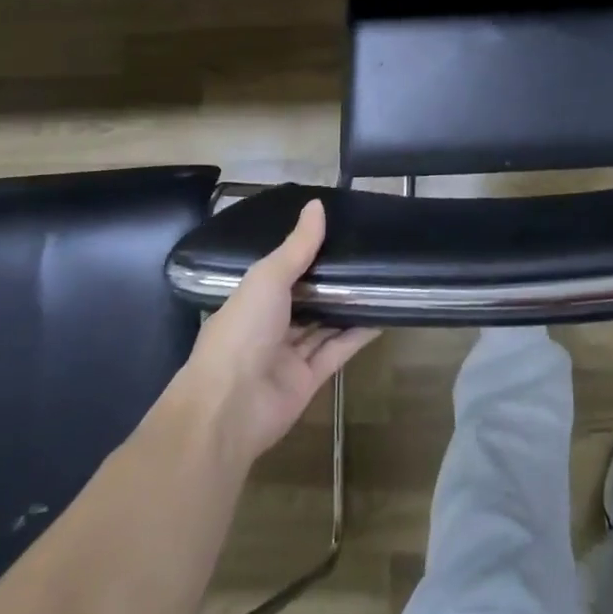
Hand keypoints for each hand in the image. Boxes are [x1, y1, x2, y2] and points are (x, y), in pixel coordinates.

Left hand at [159, 200, 377, 467]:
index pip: (283, 271)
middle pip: (307, 299)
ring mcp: (289, 355)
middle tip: (369, 253)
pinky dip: (358, 334)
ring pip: (324, 324)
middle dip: (333, 280)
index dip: (308, 253)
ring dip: (348, 305)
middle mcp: (270, 326)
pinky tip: (384, 313)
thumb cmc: (241, 332)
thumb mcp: (268, 278)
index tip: (339, 230)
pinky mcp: (310, 379)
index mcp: (252, 300)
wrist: (228, 409)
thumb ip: (297, 246)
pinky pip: (338, 350)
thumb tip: (317, 204)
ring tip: (382, 279)